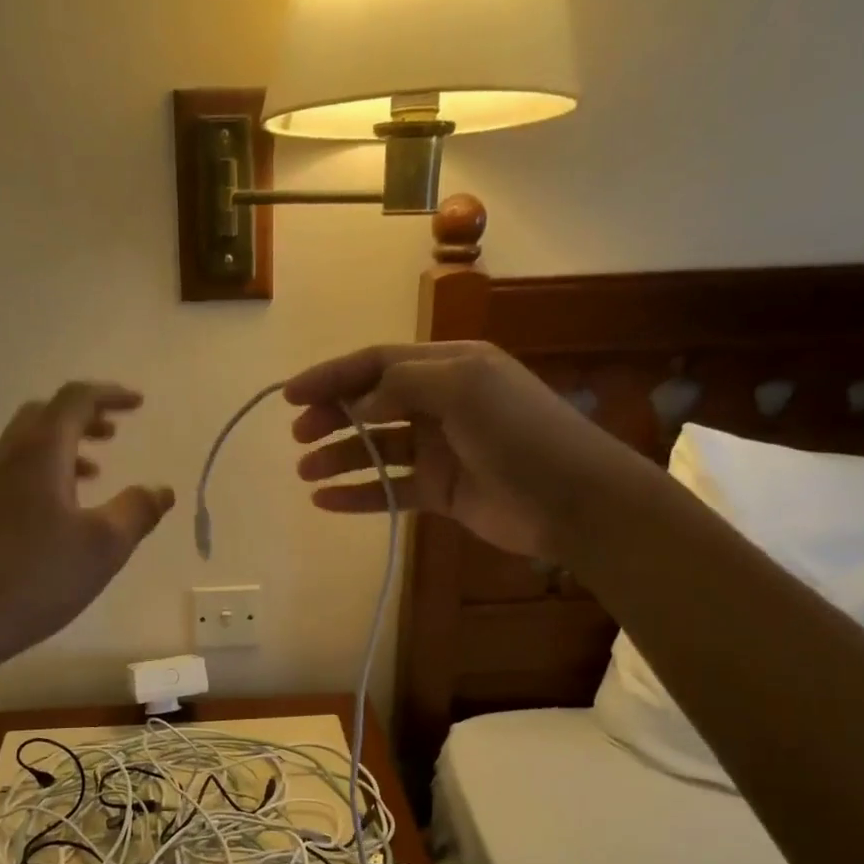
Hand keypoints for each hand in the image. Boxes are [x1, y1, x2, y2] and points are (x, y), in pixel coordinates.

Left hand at [0, 382, 172, 677]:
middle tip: (114, 433)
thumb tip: (161, 489)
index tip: (139, 404)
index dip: (110, 395)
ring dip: (64, 446)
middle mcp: (6, 456)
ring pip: (27, 445)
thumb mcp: (103, 546)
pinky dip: (44, 472)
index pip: (75, 399)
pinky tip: (58, 512)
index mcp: (39, 451)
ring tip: (95, 472)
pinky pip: (14, 471)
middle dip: (84, 417)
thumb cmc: (34, 577)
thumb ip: (137, 511)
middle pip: (45, 414)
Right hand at [286, 342, 616, 558]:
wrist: (572, 500)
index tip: (291, 395)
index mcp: (449, 366)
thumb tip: (360, 401)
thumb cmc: (519, 433)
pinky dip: (358, 494)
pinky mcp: (440, 491)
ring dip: (339, 457)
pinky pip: (389, 489)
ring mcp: (440, 449)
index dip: (332, 375)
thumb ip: (403, 384)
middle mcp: (441, 402)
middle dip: (332, 415)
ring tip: (304, 472)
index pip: (377, 362)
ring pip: (376, 448)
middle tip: (298, 435)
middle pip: (371, 403)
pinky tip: (325, 501)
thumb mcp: (464, 386)